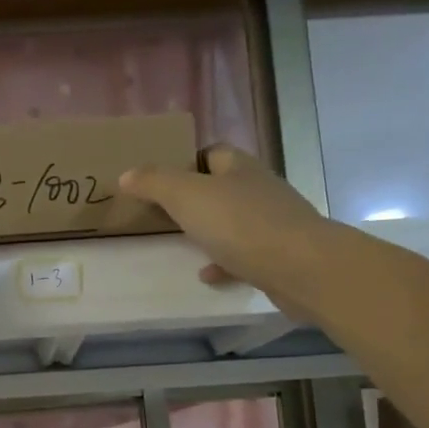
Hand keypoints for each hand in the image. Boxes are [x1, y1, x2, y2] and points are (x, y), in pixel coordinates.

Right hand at [119, 145, 326, 312]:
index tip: (162, 177)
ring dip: (212, 231)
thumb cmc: (241, 224)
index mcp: (239, 168)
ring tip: (184, 243)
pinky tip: (208, 275)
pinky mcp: (280, 255)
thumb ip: (155, 183)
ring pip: (235, 221)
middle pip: (224, 186)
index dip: (187, 160)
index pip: (212, 152)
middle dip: (198, 197)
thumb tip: (127, 174)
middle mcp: (259, 189)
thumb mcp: (187, 196)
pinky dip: (225, 262)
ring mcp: (273, 223)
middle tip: (167, 212)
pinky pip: (245, 255)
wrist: (301, 268)